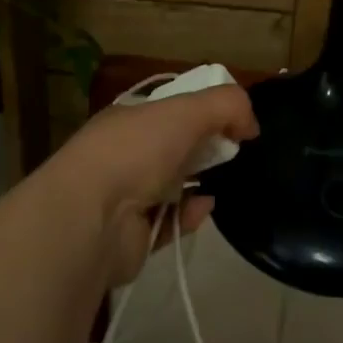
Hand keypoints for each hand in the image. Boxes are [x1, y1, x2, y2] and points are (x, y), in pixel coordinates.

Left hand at [47, 83, 258, 285]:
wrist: (91, 219)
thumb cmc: (136, 151)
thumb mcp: (187, 110)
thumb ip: (227, 105)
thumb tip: (251, 124)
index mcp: (130, 118)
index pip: (172, 107)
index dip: (205, 110)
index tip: (236, 121)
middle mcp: (125, 153)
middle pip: (176, 145)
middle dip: (205, 147)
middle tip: (235, 152)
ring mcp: (126, 196)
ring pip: (174, 185)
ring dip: (200, 182)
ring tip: (225, 181)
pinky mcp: (133, 236)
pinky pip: (171, 222)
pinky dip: (190, 215)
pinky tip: (204, 208)